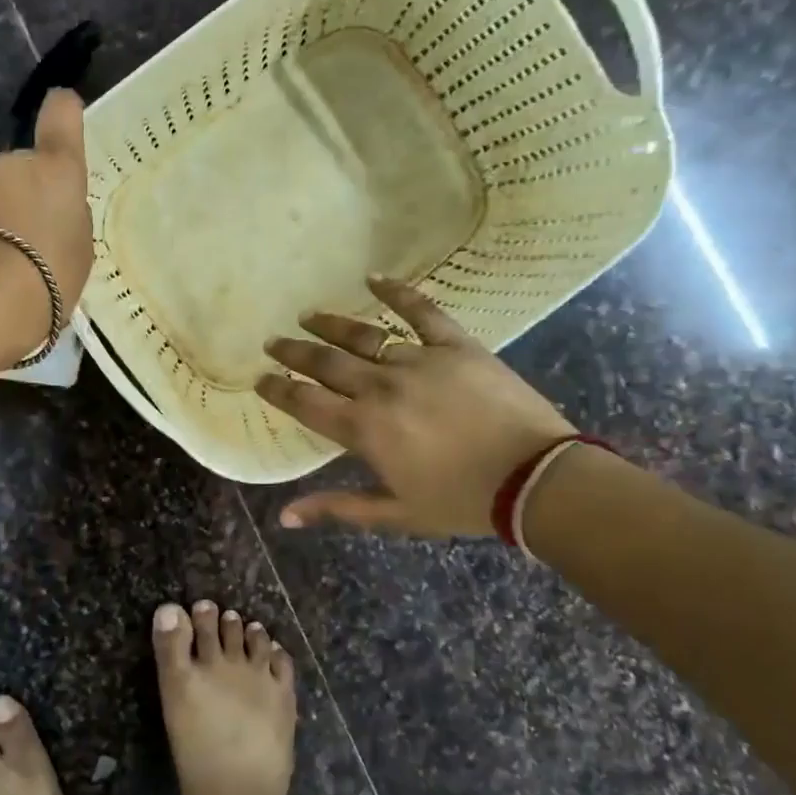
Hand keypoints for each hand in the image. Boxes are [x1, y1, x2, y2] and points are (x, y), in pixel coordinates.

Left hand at [0, 88, 93, 360]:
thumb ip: (70, 217)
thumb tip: (52, 209)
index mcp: (55, 166)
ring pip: (1, 196)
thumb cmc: (51, 270)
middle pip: (28, 168)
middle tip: (48, 237)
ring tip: (25, 264)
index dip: (64, 112)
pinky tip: (1, 273)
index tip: (67, 114)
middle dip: (34, 193)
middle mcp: (12, 165)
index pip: (61, 113)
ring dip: (11, 219)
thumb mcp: (81, 246)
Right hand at [256, 279, 576, 536]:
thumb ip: (337, 508)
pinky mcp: (455, 346)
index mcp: (364, 428)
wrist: (535, 479)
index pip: (306, 402)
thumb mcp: (396, 514)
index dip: (278, 389)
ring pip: (364, 335)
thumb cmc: (461, 501)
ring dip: (330, 325)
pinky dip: (396, 292)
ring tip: (307, 316)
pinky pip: (421, 311)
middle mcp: (381, 387)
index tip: (260, 378)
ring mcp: (418, 361)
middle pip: (325, 362)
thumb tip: (285, 516)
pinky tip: (373, 278)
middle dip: (293, 352)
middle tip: (273, 342)